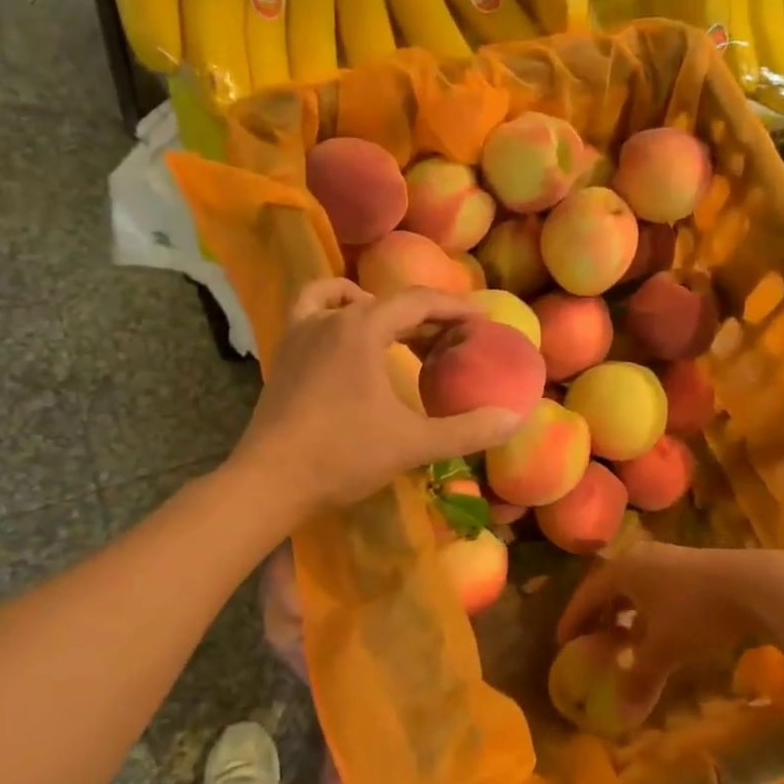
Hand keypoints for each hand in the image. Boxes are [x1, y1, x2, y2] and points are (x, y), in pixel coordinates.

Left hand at [233, 279, 524, 516]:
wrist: (269, 481)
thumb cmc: (342, 456)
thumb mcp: (412, 443)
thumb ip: (466, 430)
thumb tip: (514, 419)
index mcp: (363, 328)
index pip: (419, 302)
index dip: (455, 308)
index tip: (482, 320)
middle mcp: (331, 318)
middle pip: (388, 302)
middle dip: (427, 316)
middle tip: (455, 339)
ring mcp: (302, 332)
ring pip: (349, 301)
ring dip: (383, 311)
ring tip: (404, 334)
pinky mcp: (285, 353)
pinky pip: (313, 311)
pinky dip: (336, 310)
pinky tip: (347, 333)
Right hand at [558, 542, 783, 677]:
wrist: (754, 585)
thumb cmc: (695, 612)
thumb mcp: (664, 648)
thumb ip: (639, 678)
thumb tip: (621, 714)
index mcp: (623, 570)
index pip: (587, 594)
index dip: (573, 619)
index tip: (562, 642)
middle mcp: (640, 558)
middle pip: (610, 588)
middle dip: (599, 616)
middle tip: (590, 642)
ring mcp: (667, 560)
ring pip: (636, 589)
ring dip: (626, 616)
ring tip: (624, 642)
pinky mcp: (692, 567)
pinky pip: (656, 590)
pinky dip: (649, 613)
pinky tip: (659, 634)